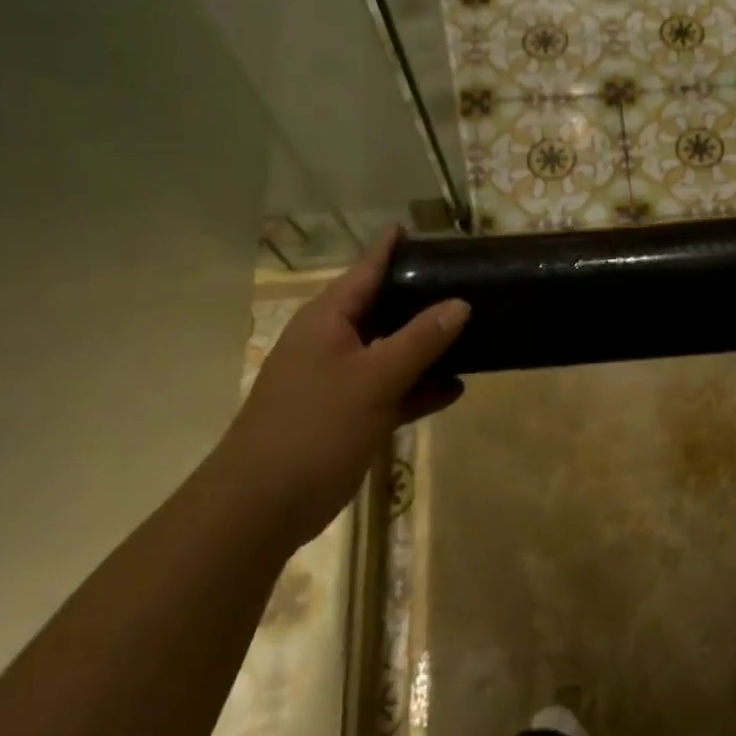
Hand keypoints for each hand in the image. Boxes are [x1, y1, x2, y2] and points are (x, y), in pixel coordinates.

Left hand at [214, 229, 468, 548]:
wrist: (261, 507)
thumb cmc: (314, 428)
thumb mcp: (374, 378)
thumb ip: (420, 339)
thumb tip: (460, 303)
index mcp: (328, 320)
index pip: (366, 270)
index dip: (393, 248)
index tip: (424, 229)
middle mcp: (333, 341)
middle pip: (383, 307)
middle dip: (423, 298)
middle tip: (468, 281)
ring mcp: (340, 380)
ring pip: (391, 350)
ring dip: (427, 346)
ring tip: (475, 332)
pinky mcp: (348, 414)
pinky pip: (392, 389)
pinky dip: (419, 387)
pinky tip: (455, 389)